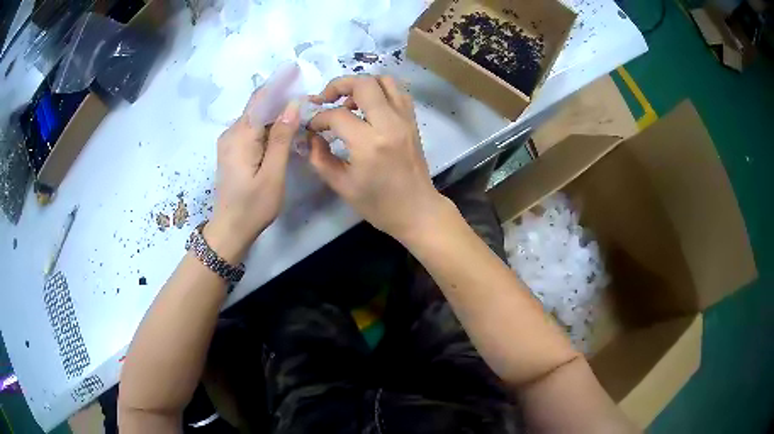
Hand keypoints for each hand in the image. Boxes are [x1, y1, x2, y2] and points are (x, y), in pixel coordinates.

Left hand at [205, 93, 299, 262]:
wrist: (229, 229)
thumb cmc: (253, 206)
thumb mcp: (273, 173)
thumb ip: (282, 138)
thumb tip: (293, 106)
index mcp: (241, 136)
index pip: (261, 99)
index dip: (278, 82)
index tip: (293, 67)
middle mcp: (231, 133)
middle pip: (257, 106)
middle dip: (279, 96)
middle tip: (304, 92)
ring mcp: (229, 141)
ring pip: (254, 117)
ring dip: (275, 110)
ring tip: (298, 107)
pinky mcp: (231, 150)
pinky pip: (251, 128)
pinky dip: (267, 124)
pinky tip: (282, 127)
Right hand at [307, 75, 450, 241]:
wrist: (417, 210)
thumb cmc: (378, 204)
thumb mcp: (342, 186)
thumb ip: (320, 158)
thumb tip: (311, 137)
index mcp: (369, 144)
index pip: (337, 115)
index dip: (318, 118)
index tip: (312, 128)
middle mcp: (389, 124)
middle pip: (363, 84)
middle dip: (338, 85)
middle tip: (326, 99)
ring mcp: (405, 119)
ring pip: (384, 81)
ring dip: (362, 85)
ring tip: (348, 102)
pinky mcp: (413, 121)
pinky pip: (397, 92)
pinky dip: (380, 91)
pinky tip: (368, 107)